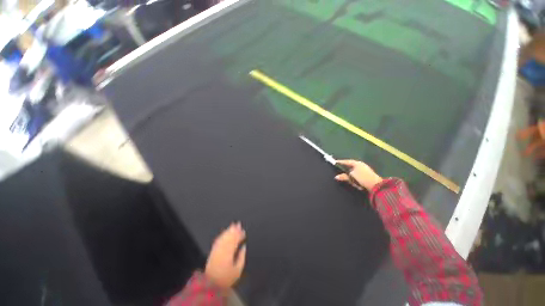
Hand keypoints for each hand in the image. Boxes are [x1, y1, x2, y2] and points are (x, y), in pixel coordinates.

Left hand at [205, 222, 246, 287]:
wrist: (211, 284)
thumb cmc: (226, 278)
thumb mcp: (238, 270)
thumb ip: (241, 257)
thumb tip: (243, 247)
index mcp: (229, 253)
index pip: (235, 241)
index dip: (239, 235)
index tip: (243, 231)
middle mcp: (222, 249)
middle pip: (229, 237)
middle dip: (234, 230)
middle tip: (239, 224)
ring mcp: (217, 250)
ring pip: (223, 237)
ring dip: (228, 230)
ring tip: (233, 225)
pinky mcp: (212, 251)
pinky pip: (217, 240)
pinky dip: (222, 235)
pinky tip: (224, 232)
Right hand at [334, 159, 382, 190]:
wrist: (376, 185)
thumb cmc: (362, 178)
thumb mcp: (351, 177)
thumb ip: (344, 177)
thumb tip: (336, 177)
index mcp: (357, 163)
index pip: (346, 161)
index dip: (340, 162)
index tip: (335, 162)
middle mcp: (361, 165)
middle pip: (350, 166)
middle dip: (346, 169)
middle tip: (340, 171)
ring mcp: (365, 169)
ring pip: (354, 171)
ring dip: (351, 175)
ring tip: (349, 179)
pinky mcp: (367, 175)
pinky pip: (358, 175)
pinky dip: (355, 178)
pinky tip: (355, 182)